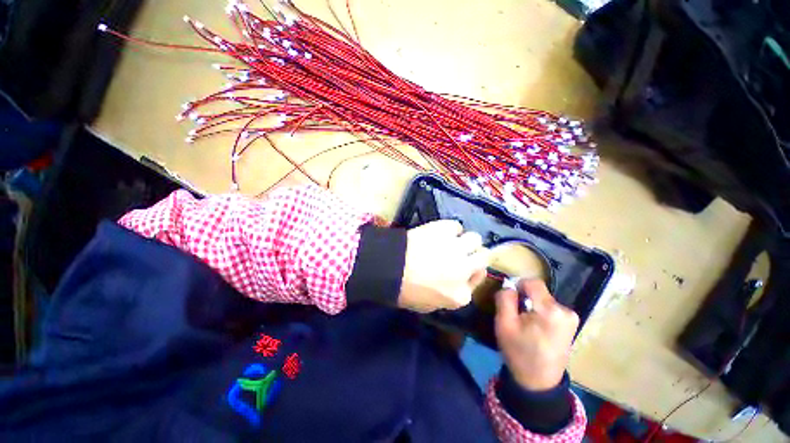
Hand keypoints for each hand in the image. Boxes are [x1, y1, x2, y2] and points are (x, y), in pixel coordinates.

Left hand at [398, 220, 489, 312]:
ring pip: (475, 239)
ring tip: (453, 241)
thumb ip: (448, 296)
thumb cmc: (405, 291)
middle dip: (477, 255)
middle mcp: (465, 270)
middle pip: (485, 257)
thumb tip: (455, 283)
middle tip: (463, 253)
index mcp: (461, 296)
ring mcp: (456, 248)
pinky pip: (456, 225)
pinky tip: (441, 232)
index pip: (478, 281)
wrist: (389, 268)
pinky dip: (451, 229)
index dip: (471, 273)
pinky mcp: (444, 230)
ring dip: (466, 240)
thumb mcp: (429, 306)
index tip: (461, 269)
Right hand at [495, 279, 578, 390]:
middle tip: (516, 316)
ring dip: (532, 306)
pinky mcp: (571, 323)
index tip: (510, 300)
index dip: (518, 286)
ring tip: (526, 324)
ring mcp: (571, 318)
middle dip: (525, 299)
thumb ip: (505, 299)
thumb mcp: (504, 324)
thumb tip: (509, 285)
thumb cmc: (519, 352)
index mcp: (550, 311)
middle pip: (538, 291)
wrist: (539, 382)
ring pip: (543, 299)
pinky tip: (536, 328)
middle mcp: (566, 311)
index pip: (533, 282)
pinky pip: (550, 307)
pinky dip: (540, 312)